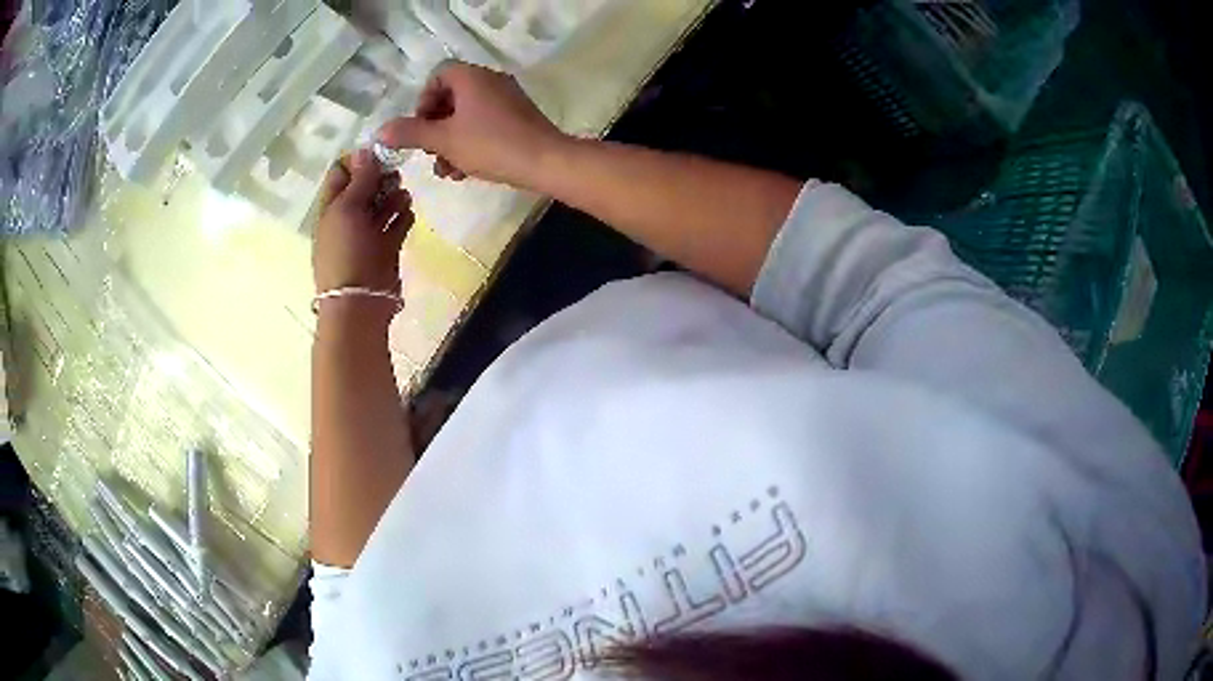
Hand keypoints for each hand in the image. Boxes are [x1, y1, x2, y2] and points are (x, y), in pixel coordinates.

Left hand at [313, 149, 412, 295]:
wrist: (359, 300)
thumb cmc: (346, 251)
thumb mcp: (346, 209)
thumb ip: (359, 179)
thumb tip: (365, 150)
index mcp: (331, 206)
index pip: (342, 172)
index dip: (359, 161)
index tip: (379, 156)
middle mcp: (348, 216)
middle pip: (366, 185)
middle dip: (381, 177)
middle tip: (394, 175)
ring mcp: (368, 233)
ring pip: (383, 203)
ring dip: (394, 195)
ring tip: (402, 197)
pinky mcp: (386, 246)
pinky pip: (397, 224)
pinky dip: (403, 216)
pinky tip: (407, 213)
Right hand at [376, 61, 566, 188]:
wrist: (546, 162)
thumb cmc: (491, 145)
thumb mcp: (444, 140)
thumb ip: (411, 133)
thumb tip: (381, 130)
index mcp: (472, 77)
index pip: (438, 75)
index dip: (423, 101)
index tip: (420, 128)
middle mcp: (491, 81)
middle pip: (451, 97)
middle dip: (435, 128)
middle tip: (430, 153)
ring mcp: (507, 98)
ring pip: (467, 115)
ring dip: (450, 142)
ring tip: (446, 170)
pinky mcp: (518, 117)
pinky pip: (485, 123)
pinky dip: (470, 142)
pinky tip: (465, 171)